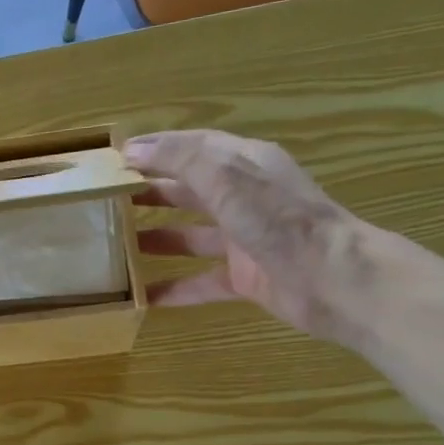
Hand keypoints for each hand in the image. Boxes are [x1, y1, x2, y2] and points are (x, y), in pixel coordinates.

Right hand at [128, 129, 372, 344]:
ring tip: (119, 244)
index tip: (117, 157)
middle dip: (153, 191)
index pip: (195, 147)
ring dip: (158, 238)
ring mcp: (245, 240)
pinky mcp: (245, 278)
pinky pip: (201, 282)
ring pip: (193, 235)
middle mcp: (245, 198)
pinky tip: (143, 297)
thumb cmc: (278, 220)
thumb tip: (133, 149)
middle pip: (191, 189)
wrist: (332, 278)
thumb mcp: (226, 178)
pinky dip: (174, 289)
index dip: (157, 149)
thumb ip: (181, 160)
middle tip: (111, 200)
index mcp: (246, 164)